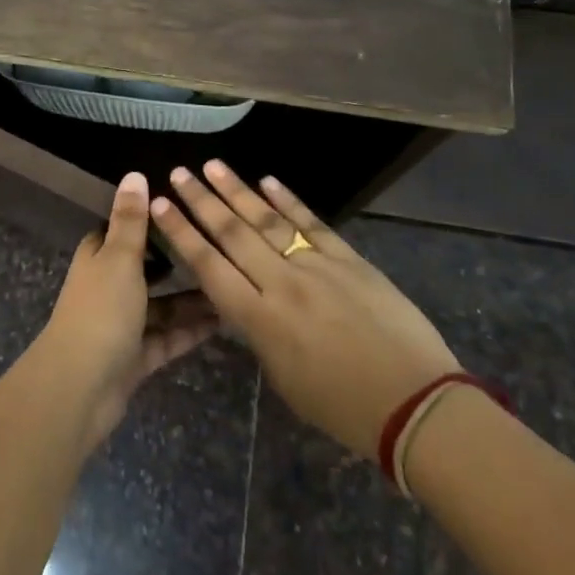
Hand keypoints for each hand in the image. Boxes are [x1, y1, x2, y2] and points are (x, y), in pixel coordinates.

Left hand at [37, 172, 219, 451]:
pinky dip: (190, 330)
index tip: (185, 209)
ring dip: (191, 299)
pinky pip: (168, 337)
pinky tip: (223, 320)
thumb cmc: (101, 310)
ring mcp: (122, 324)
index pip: (124, 230)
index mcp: (98, 257)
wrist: (80, 387)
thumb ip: (131, 220)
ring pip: (162, 306)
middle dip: (178, 261)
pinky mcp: (136, 357)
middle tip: (220, 248)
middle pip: (147, 269)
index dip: (150, 220)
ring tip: (232, 284)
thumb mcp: (120, 258)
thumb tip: (134, 174)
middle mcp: (109, 287)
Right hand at [151, 161, 460, 459]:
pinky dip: (288, 200)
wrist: (415, 403)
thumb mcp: (284, 378)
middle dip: (201, 201)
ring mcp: (317, 266)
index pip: (209, 267)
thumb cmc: (343, 408)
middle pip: (233, 234)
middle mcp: (281, 284)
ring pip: (267, 220)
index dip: (181, 235)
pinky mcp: (349, 259)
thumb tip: (249, 302)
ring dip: (237, 191)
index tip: (159, 206)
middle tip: (178, 173)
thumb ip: (260, 334)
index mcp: (261, 320)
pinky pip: (312, 223)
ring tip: (212, 166)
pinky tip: (268, 181)